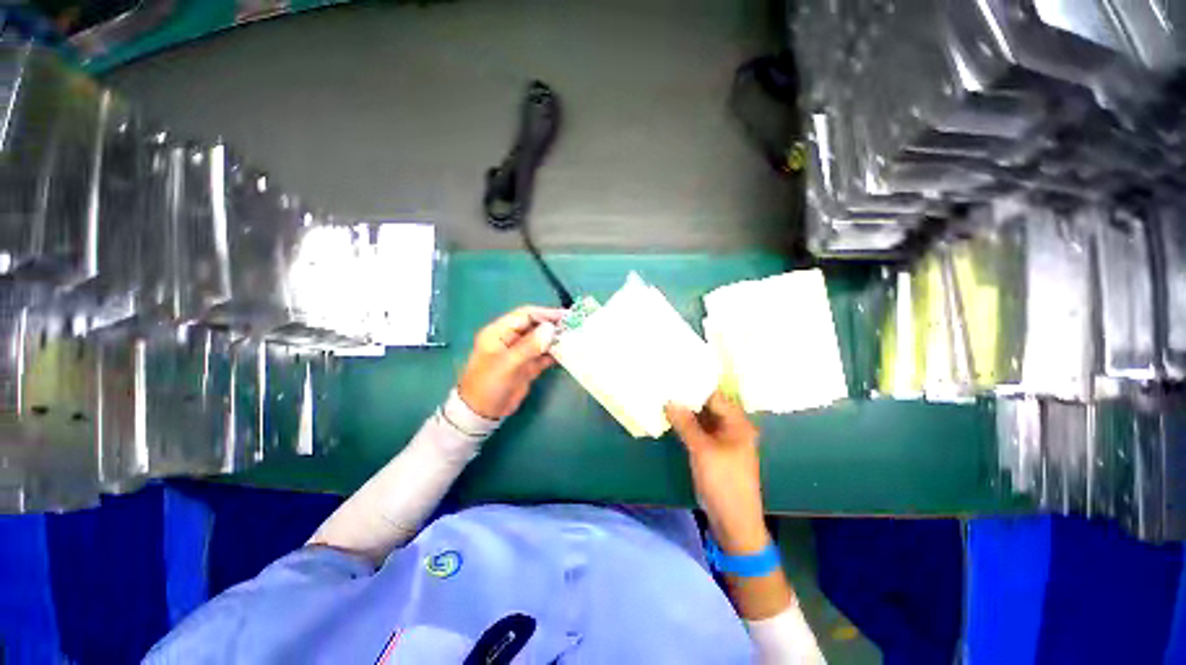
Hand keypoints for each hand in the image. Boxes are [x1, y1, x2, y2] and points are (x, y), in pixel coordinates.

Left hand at [458, 306, 564, 418]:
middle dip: (553, 326)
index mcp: (500, 332)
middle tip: (574, 326)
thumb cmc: (489, 384)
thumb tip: (551, 329)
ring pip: (541, 340)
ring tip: (575, 338)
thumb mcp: (508, 364)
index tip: (565, 316)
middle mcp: (511, 339)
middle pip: (535, 326)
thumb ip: (530, 346)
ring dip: (556, 339)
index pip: (525, 315)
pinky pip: (544, 355)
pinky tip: (568, 352)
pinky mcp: (528, 366)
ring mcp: (520, 353)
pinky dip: (555, 354)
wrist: (482, 413)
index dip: (545, 313)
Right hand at [665, 391, 767, 554]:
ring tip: (666, 397)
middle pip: (709, 406)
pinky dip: (688, 425)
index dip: (695, 385)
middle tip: (666, 384)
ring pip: (703, 419)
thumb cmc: (723, 483)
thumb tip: (670, 400)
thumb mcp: (702, 450)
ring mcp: (724, 440)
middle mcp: (733, 427)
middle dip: (689, 397)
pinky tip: (672, 418)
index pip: (715, 395)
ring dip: (687, 411)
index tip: (674, 376)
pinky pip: (700, 431)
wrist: (734, 522)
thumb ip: (685, 423)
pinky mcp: (715, 451)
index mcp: (738, 423)